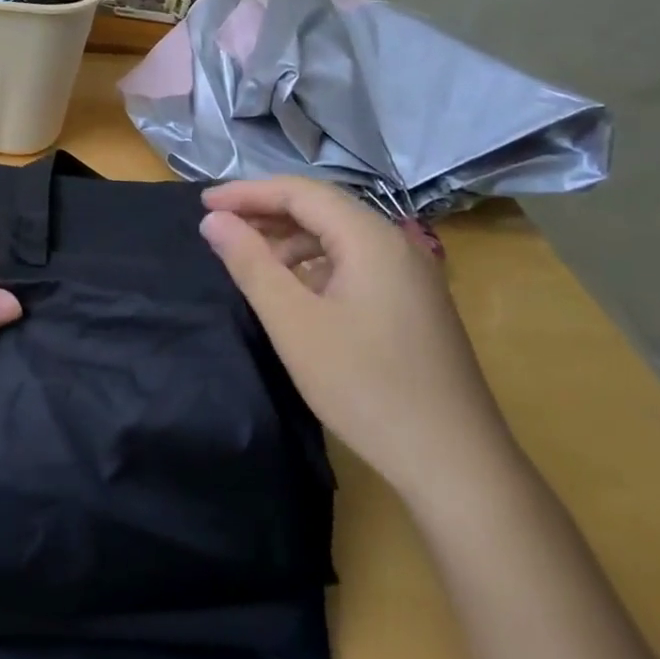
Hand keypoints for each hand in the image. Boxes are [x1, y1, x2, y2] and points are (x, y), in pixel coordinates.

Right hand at [199, 177, 514, 508]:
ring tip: (251, 261)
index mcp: (370, 237)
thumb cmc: (366, 387)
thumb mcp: (293, 323)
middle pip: (321, 207)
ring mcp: (411, 274)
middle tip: (219, 227)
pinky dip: (315, 263)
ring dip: (290, 239)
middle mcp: (395, 243)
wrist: (457, 467)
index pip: (299, 191)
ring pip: (338, 235)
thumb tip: (214, 220)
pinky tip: (295, 291)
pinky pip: (354, 261)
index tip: (202, 205)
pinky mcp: (415, 303)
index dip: (247, 193)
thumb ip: (250, 263)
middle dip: (266, 212)